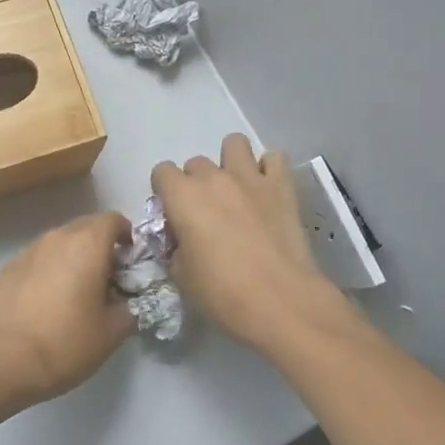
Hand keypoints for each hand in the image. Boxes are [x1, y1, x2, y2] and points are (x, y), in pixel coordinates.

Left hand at [0, 211, 135, 407]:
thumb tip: (131, 303)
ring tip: (77, 290)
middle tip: (108, 278)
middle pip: (86, 227)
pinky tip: (47, 300)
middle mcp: (57, 237)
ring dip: (74, 256)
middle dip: (101, 245)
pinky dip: (49, 269)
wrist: (5, 361)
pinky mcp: (8, 268)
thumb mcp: (112, 333)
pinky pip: (38, 259)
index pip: (113, 220)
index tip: (130, 261)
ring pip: (60, 242)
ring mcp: (29, 250)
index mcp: (87, 244)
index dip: (127, 235)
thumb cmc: (66, 343)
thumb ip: (131, 309)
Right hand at [151, 134, 356, 356]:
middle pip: (196, 163)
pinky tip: (267, 191)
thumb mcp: (181, 276)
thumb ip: (175, 248)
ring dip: (231, 162)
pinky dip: (269, 170)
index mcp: (183, 197)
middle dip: (197, 184)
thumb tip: (182, 240)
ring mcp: (250, 178)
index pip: (162, 172)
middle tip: (207, 214)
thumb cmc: (223, 293)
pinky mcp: (282, 186)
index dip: (165, 192)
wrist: (281, 301)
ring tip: (237, 190)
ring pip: (234, 144)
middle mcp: (214, 178)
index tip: (174, 215)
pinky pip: (274, 159)